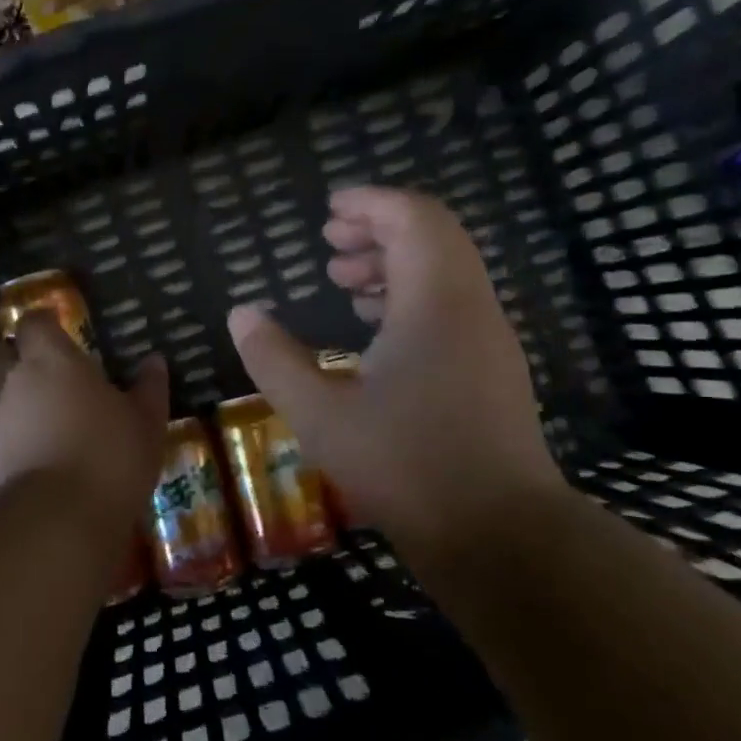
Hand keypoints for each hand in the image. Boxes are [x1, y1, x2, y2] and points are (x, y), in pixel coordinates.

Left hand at [0, 312, 169, 536]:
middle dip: (15, 357)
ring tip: (39, 416)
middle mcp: (12, 381)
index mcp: (50, 359)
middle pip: (0, 354)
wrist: (53, 524)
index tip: (58, 327)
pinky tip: (30, 453)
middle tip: (44, 371)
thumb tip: (154, 361)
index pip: (34, 322)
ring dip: (9, 398)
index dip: (43, 322)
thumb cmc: (108, 457)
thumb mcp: (145, 423)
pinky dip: (7, 436)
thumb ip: (148, 389)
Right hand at [227, 186, 565, 563]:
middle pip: (433, 238)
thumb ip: (274, 358)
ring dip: (394, 264)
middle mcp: (471, 308)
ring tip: (343, 283)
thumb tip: (241, 313)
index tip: (329, 211)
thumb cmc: (405, 466)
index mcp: (436, 302)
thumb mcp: (320, 413)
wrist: (500, 536)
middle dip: (379, 229)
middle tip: (330, 243)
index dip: (372, 204)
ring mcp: (489, 340)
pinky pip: (452, 306)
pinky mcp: (492, 370)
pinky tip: (372, 331)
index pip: (415, 218)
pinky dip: (410, 298)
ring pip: (445, 273)